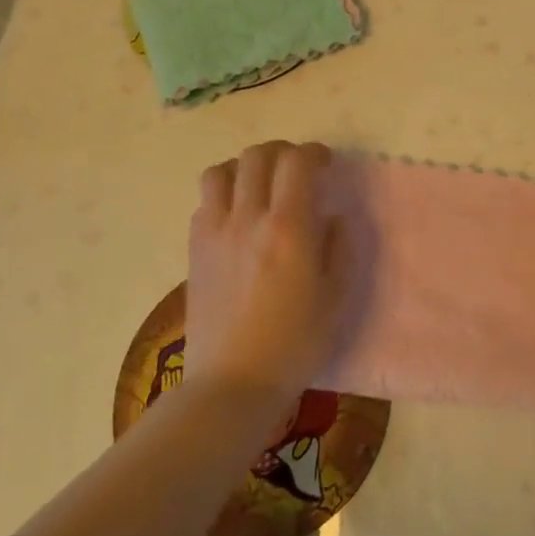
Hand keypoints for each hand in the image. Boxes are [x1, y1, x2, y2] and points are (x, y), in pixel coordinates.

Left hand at [187, 141, 343, 405]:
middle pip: (257, 156)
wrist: (233, 383)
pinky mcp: (194, 250)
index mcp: (288, 227)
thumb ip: (340, 247)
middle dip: (281, 152)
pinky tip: (236, 217)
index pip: (296, 162)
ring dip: (244, 168)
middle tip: (296, 169)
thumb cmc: (295, 343)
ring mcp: (215, 232)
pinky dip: (223, 195)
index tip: (325, 163)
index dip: (314, 152)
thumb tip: (332, 217)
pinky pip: (204, 202)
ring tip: (260, 185)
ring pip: (220, 171)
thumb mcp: (336, 297)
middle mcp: (248, 218)